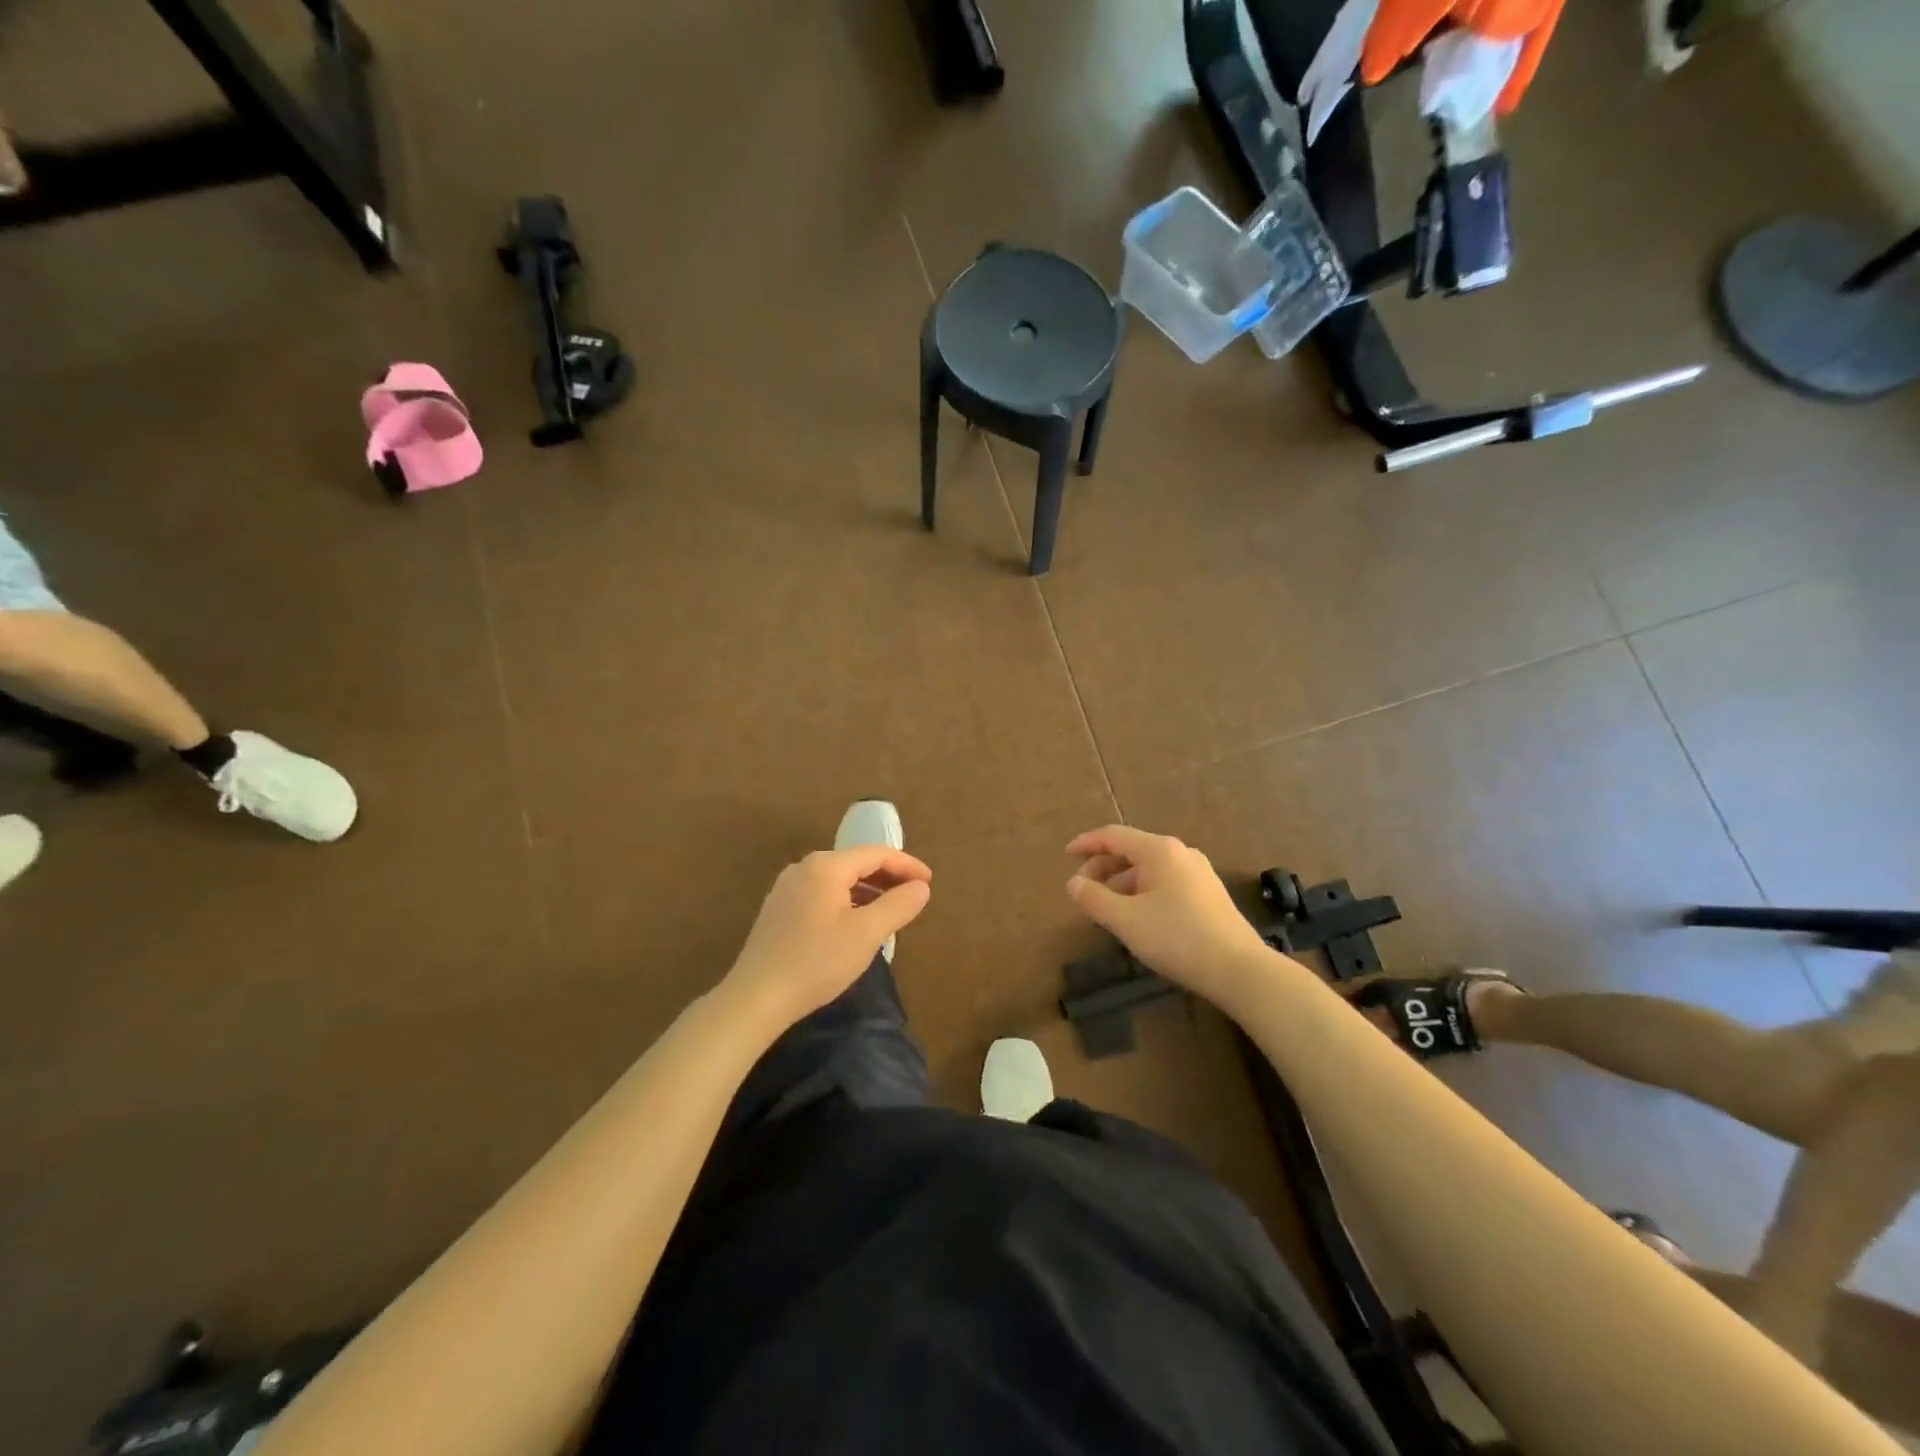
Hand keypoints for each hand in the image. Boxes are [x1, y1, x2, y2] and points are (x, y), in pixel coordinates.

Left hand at [722, 846, 932, 1029]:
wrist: (755, 998)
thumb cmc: (816, 961)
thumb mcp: (866, 934)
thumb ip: (898, 906)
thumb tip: (920, 888)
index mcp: (826, 866)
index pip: (876, 853)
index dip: (906, 865)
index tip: (930, 882)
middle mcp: (804, 868)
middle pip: (856, 863)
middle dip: (888, 877)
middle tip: (914, 896)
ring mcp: (787, 889)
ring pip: (839, 880)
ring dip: (868, 891)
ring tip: (890, 911)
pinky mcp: (779, 910)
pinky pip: (823, 894)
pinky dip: (847, 901)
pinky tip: (856, 924)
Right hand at [1065, 825, 1270, 1002]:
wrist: (1239, 969)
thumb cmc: (1176, 937)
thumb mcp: (1125, 920)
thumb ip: (1094, 898)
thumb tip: (1074, 883)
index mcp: (1159, 851)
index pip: (1114, 836)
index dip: (1086, 843)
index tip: (1066, 854)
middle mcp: (1181, 853)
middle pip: (1132, 851)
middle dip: (1103, 868)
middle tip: (1084, 892)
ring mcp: (1199, 873)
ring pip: (1149, 869)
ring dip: (1122, 883)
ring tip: (1107, 909)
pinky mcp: (1209, 895)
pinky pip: (1165, 883)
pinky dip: (1143, 892)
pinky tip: (1138, 918)